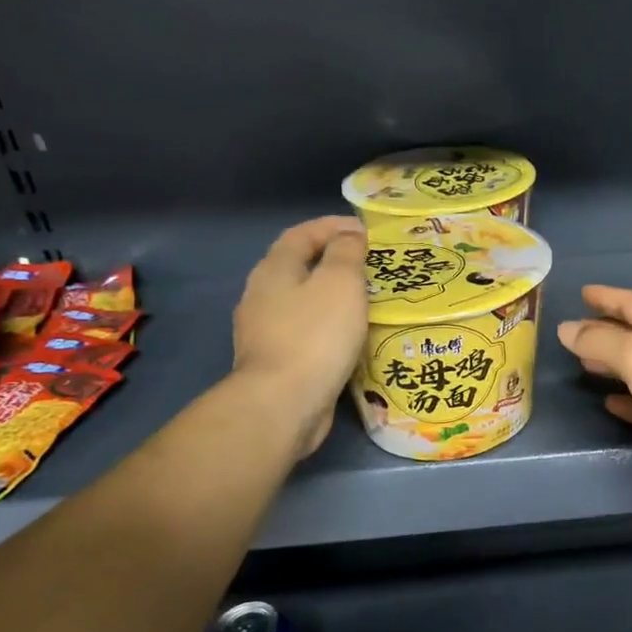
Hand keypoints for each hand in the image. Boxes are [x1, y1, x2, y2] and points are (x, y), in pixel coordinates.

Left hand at [232, 216, 369, 458]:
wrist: (283, 404)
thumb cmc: (315, 335)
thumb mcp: (340, 283)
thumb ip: (346, 254)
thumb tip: (348, 235)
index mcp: (274, 270)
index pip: (301, 234)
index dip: (332, 226)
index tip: (365, 231)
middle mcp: (262, 296)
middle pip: (298, 266)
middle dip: (332, 261)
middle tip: (369, 265)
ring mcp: (265, 331)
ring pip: (302, 301)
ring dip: (331, 296)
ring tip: (365, 300)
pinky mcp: (276, 361)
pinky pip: (306, 332)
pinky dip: (328, 326)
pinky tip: (349, 336)